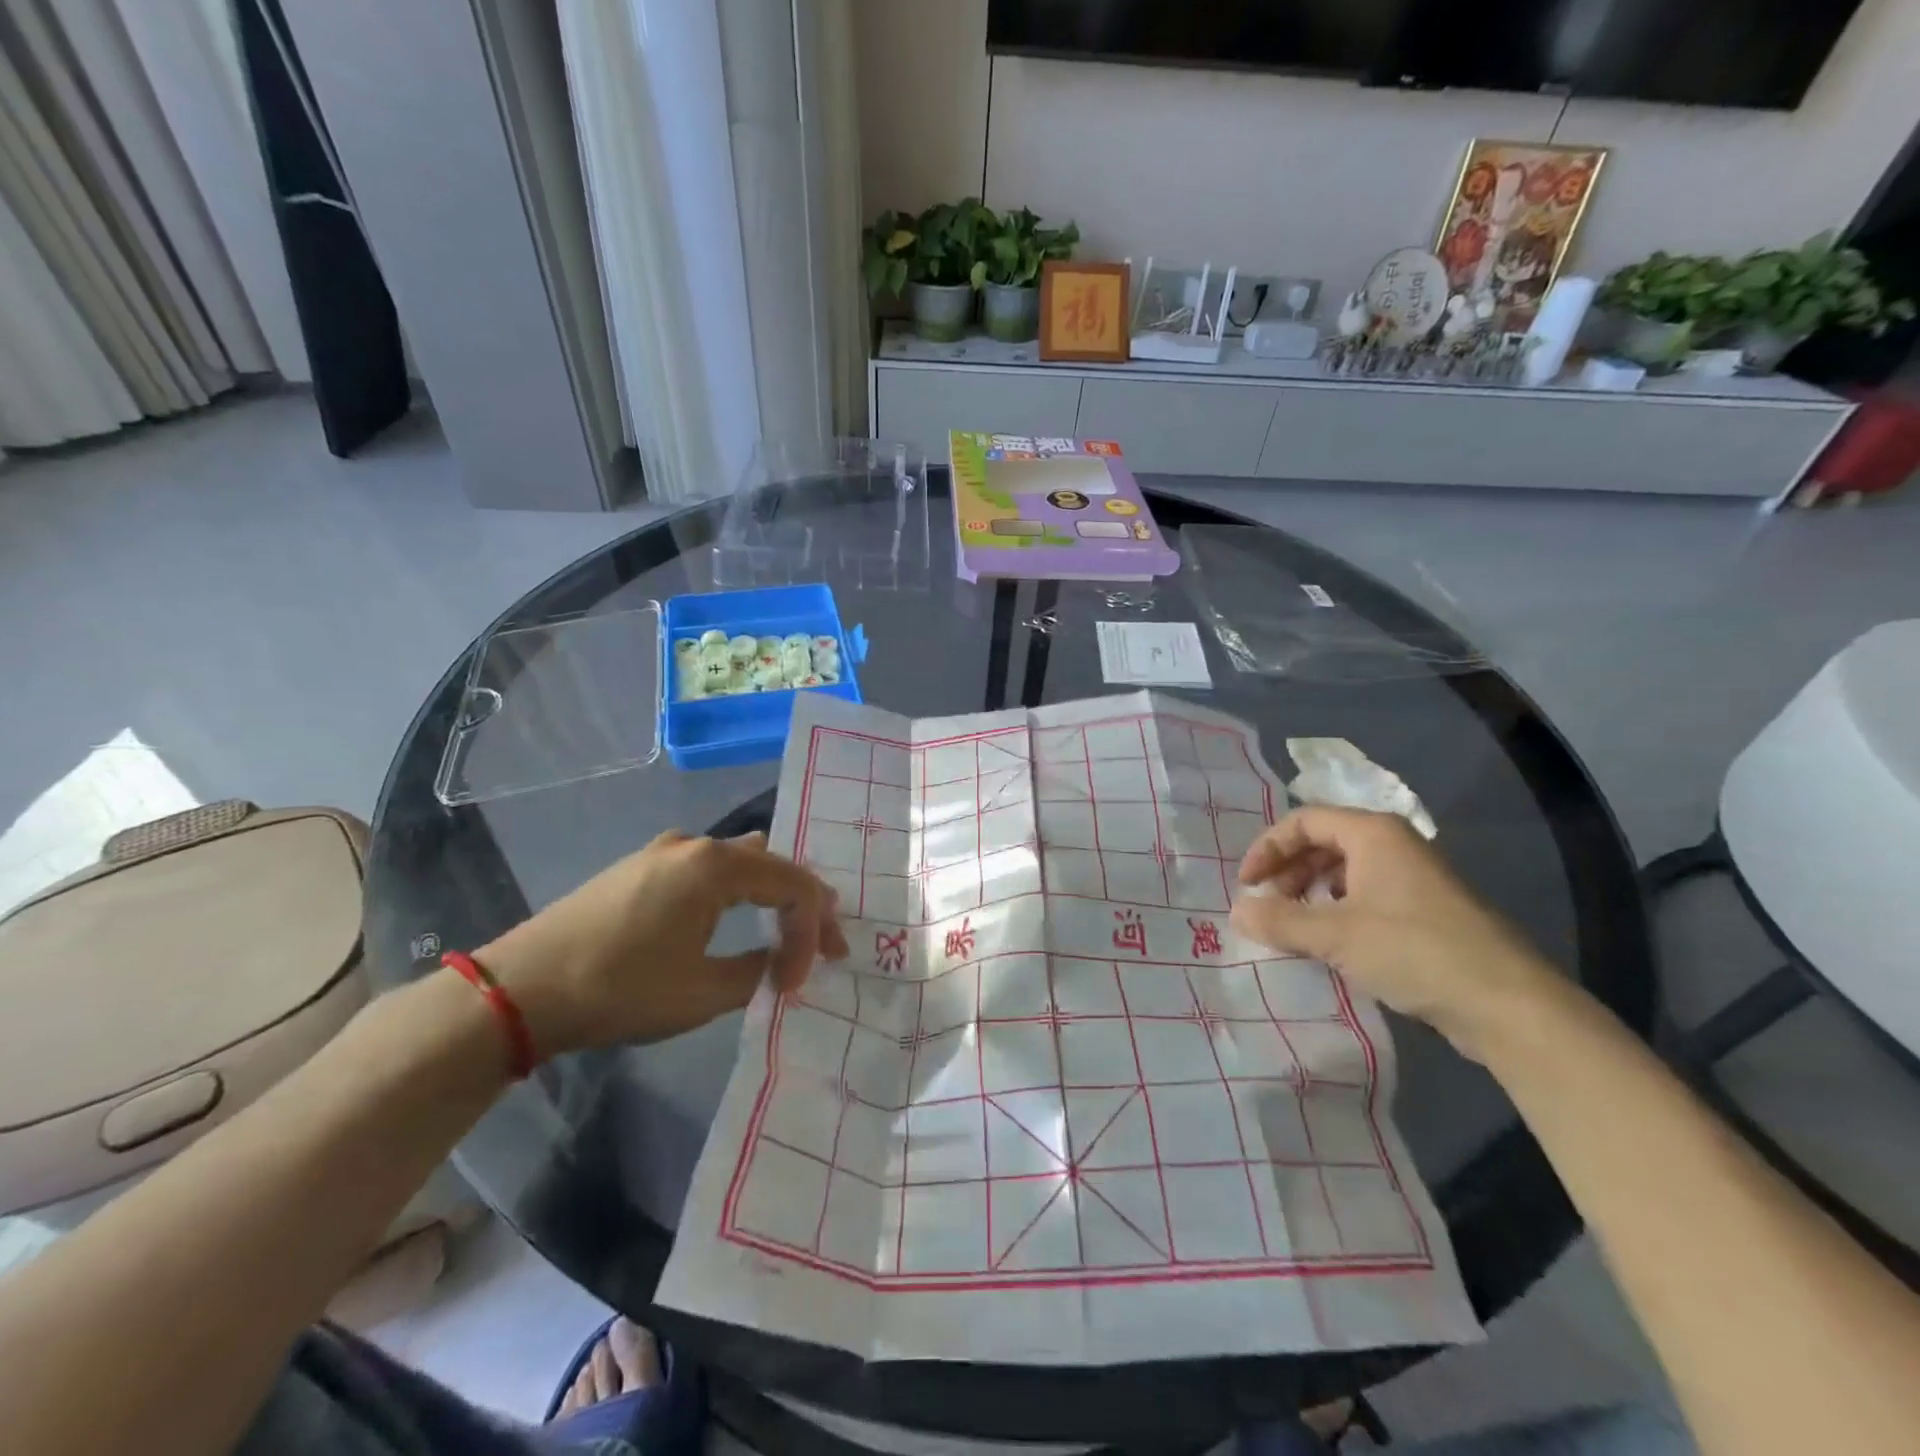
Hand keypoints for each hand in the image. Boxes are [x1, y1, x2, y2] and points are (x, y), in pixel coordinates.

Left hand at [475, 832, 847, 1058]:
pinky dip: (737, 891)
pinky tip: (733, 918)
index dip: (811, 934)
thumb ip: (758, 973)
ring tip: (787, 928)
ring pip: (741, 861)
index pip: (794, 887)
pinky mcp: (641, 867)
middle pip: (774, 864)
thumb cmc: (620, 988)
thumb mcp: (702, 992)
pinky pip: (709, 869)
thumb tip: (779, 965)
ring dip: (771, 893)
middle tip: (823, 946)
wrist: (520, 989)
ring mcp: (664, 851)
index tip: (800, 982)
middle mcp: (696, 844)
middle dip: (804, 905)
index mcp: (717, 865)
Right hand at [1229, 807, 1559, 1059]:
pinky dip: (1337, 912)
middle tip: (1267, 906)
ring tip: (1293, 926)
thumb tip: (1236, 912)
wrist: (1507, 1005)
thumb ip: (1279, 921)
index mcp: (1373, 834)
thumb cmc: (1413, 950)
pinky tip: (1330, 943)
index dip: (1268, 848)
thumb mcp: (1334, 936)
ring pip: (1345, 872)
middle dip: (1288, 871)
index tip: (1247, 885)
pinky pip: (1367, 897)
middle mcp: (1394, 846)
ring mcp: (1414, 880)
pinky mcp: (1426, 913)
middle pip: (1323, 843)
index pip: (1303, 821)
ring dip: (1310, 894)